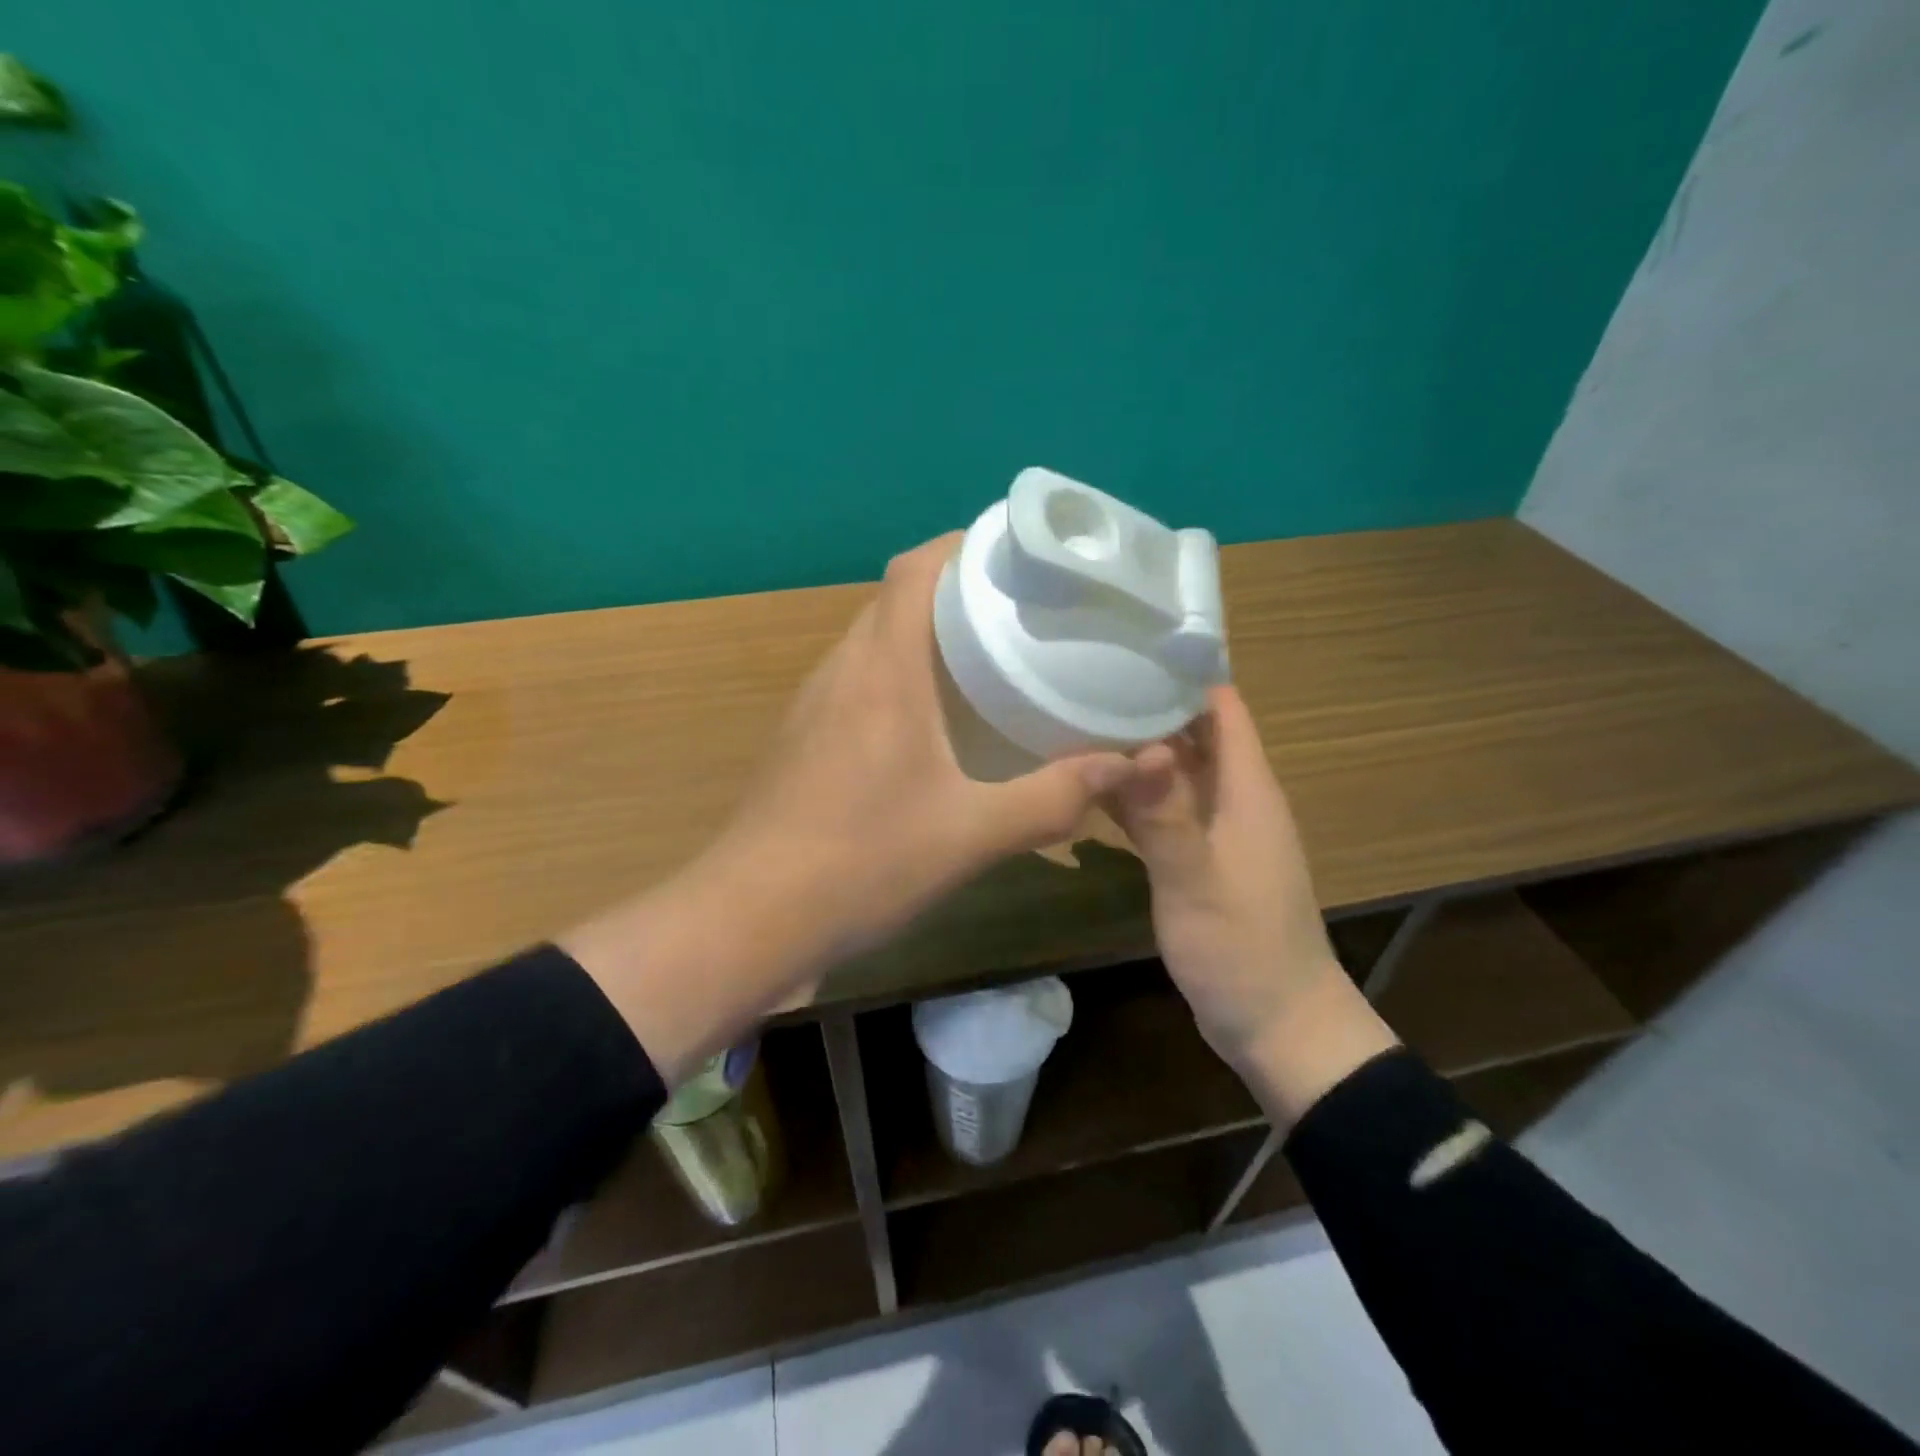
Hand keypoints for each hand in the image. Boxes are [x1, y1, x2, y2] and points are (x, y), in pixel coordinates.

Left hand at [709, 532, 1141, 959]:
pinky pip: (860, 681)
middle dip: (957, 589)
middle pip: (897, 599)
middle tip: (1023, 609)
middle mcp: (842, 670)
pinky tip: (936, 721)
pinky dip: (902, 676)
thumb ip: (1052, 798)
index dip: (963, 544)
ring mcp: (815, 705)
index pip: (915, 569)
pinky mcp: (804, 739)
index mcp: (882, 670)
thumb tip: (1127, 766)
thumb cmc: (862, 862)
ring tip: (989, 655)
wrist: (751, 919)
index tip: (1018, 554)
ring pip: (876, 641)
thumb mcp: (971, 834)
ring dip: (926, 635)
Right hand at [1110, 685, 1398, 1125]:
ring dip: (1135, 753)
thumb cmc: (1243, 950)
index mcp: (1247, 791)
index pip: (1223, 709)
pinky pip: (1164, 813)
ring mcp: (1215, 832)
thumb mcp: (1197, 883)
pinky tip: (1088, 791)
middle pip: (1193, 735)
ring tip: (1074, 724)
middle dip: (1147, 707)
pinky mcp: (1198, 861)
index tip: (1130, 648)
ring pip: (1173, 774)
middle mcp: (1234, 800)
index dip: (1184, 674)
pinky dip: (1133, 798)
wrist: (1277, 1024)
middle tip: (1083, 681)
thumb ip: (1166, 816)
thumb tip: (1136, 745)